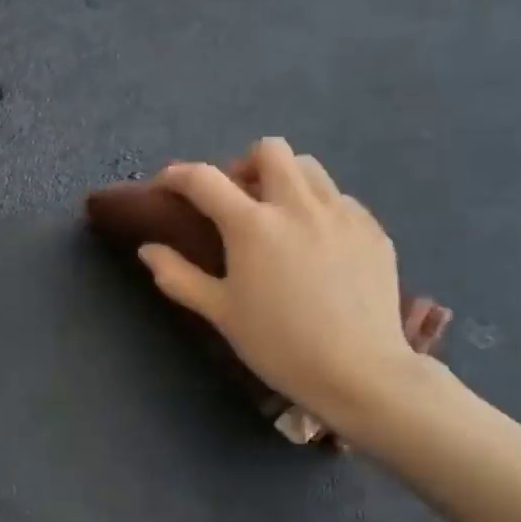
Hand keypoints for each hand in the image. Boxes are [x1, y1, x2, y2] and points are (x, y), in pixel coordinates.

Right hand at [139, 139, 432, 431]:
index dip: (177, 175)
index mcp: (253, 225)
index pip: (204, 179)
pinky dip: (318, 208)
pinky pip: (340, 198)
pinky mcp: (372, 228)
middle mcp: (298, 205)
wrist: (358, 372)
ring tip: (279, 215)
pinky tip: (317, 244)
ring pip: (310, 167)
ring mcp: (341, 213)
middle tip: (238, 199)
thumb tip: (148, 250)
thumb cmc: (279, 345)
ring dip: (285, 179)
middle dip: (245, 164)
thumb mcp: (221, 313)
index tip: (166, 185)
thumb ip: (179, 276)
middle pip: (270, 150)